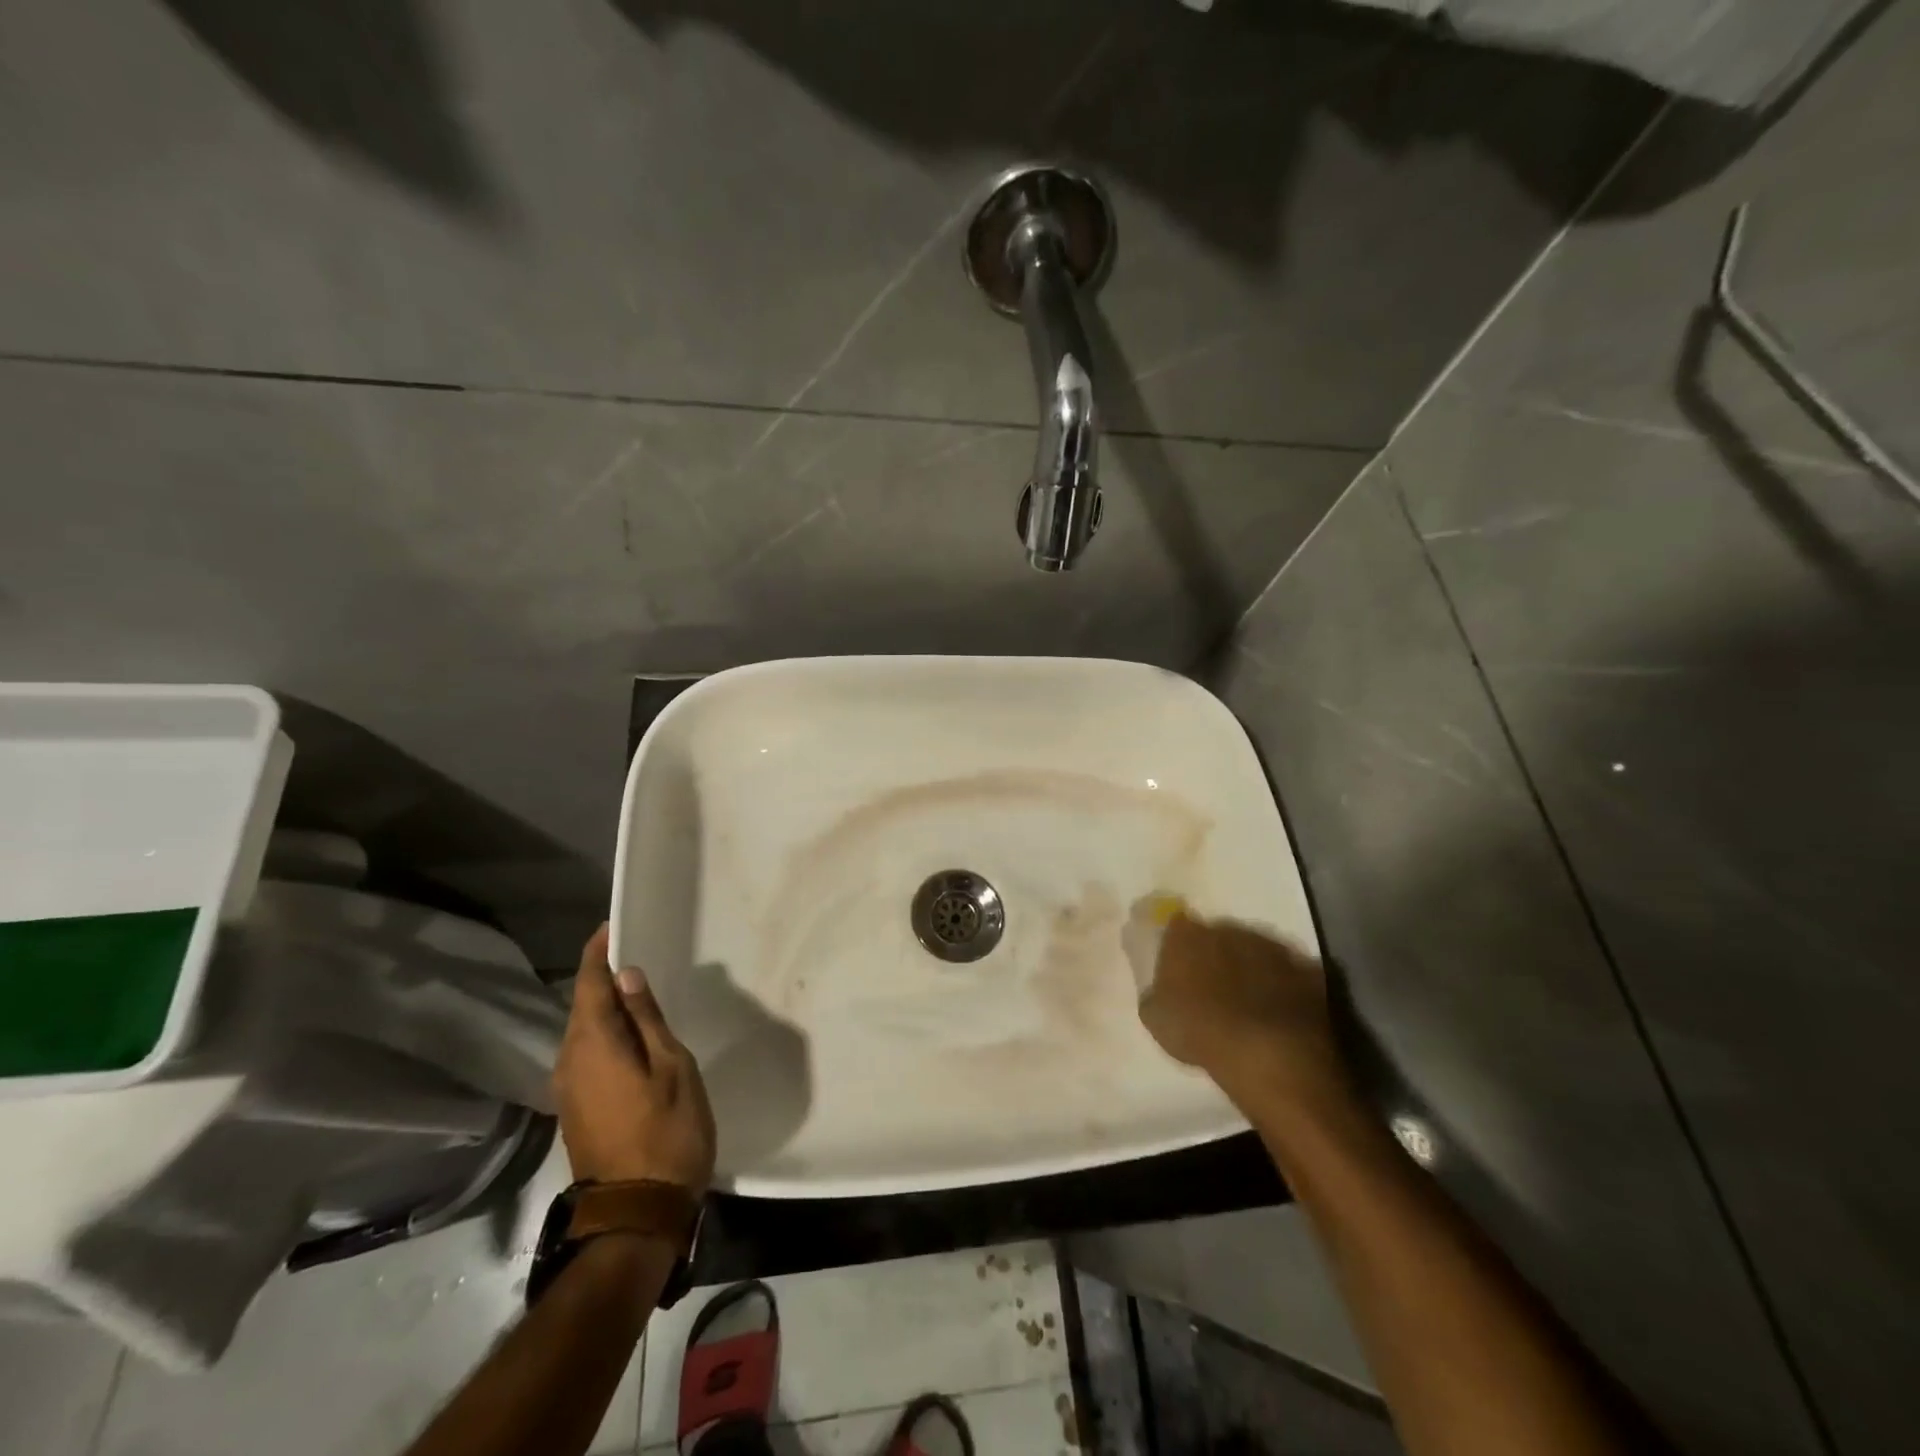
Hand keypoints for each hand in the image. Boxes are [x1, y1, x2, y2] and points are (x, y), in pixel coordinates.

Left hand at [555, 925, 716, 1193]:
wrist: (637, 1214)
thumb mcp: (672, 1067)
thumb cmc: (666, 1132)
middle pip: (582, 1006)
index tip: (614, 926)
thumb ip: (647, 1019)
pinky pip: (587, 1054)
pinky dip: (607, 1033)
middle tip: (639, 953)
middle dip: (604, 977)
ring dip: (607, 1007)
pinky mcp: (577, 1108)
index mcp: (592, 1044)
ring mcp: (569, 1088)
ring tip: (641, 989)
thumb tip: (626, 975)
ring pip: (584, 1031)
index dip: (598, 952)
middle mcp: (569, 1061)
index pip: (588, 984)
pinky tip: (633, 1035)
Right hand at [1127, 897, 1345, 1106]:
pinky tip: (1281, 1011)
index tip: (1178, 966)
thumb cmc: (1199, 1032)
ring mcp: (1272, 947)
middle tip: (1214, 985)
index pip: (1177, 925)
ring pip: (1257, 950)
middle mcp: (1230, 929)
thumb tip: (1161, 988)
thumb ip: (1156, 992)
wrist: (1267, 1054)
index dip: (1179, 945)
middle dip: (1217, 954)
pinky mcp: (1308, 970)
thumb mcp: (1156, 1017)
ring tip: (1250, 1001)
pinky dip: (1286, 986)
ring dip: (1252, 967)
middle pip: (1220, 935)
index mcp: (1188, 935)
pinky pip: (1292, 973)